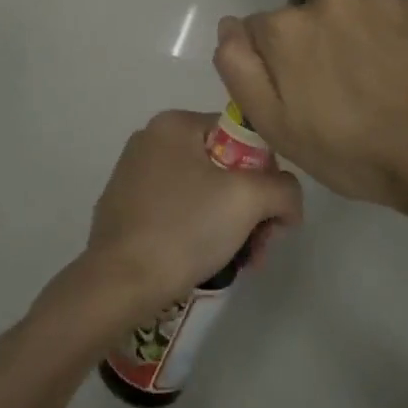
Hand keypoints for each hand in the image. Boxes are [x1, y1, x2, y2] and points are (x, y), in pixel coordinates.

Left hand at [51, 110, 302, 330]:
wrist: (120, 283)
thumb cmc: (185, 229)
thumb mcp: (249, 200)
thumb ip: (284, 189)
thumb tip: (287, 205)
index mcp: (174, 124)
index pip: (242, 136)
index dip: (266, 175)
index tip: (270, 216)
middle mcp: (150, 140)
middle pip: (225, 168)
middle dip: (250, 209)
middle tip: (259, 247)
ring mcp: (133, 175)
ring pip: (204, 193)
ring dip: (231, 225)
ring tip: (241, 261)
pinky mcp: (125, 208)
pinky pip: (178, 211)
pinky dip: (199, 232)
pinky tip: (206, 261)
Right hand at [213, 0, 407, 212]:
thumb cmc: (347, 150)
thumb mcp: (273, 124)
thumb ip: (239, 68)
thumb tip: (228, 25)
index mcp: (285, 28)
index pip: (260, 32)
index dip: (274, 66)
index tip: (297, 96)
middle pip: (306, 19)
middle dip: (314, 47)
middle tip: (338, 94)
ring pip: (351, 13)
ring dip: (354, 37)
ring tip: (376, 81)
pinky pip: (393, 14)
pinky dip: (394, 35)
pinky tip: (405, 69)